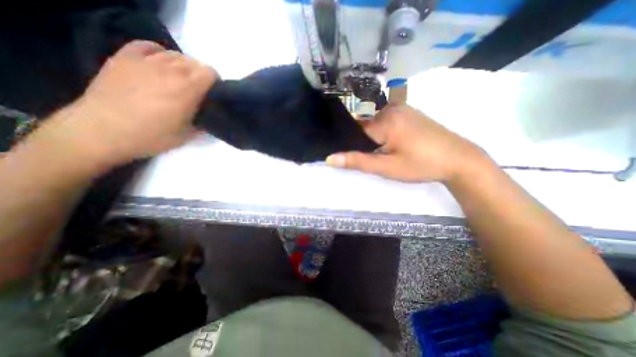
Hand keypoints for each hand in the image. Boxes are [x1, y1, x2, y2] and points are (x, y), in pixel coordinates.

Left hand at [41, 40, 215, 166]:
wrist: (103, 131)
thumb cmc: (152, 136)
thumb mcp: (188, 134)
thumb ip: (202, 119)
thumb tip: (207, 112)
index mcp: (187, 89)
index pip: (210, 73)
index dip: (215, 83)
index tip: (213, 94)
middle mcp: (169, 70)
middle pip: (194, 63)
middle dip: (201, 75)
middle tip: (197, 91)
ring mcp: (145, 61)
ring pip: (174, 55)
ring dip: (183, 66)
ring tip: (179, 80)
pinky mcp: (124, 58)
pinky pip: (148, 46)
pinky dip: (159, 53)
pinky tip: (159, 64)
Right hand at [328, 105, 486, 183]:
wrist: (459, 159)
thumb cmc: (421, 165)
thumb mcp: (387, 167)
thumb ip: (358, 161)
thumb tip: (330, 158)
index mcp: (385, 120)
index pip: (353, 128)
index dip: (347, 141)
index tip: (347, 153)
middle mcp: (391, 109)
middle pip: (363, 124)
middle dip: (360, 140)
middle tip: (366, 156)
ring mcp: (402, 109)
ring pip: (374, 122)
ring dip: (370, 137)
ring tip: (377, 152)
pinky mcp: (408, 113)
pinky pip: (385, 120)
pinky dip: (380, 131)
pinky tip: (387, 144)